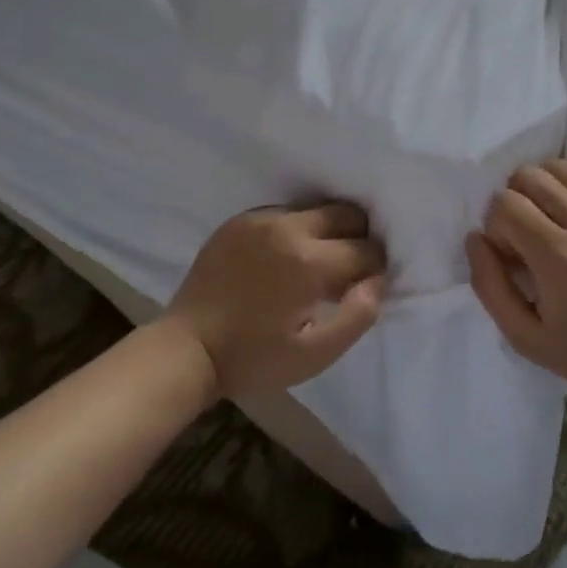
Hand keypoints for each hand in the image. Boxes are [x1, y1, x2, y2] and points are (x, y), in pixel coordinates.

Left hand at [167, 202, 387, 398]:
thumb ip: (358, 315)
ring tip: (315, 264)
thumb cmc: (254, 358)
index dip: (375, 268)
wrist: (188, 348)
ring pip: (315, 209)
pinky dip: (295, 230)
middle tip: (346, 270)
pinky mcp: (239, 220)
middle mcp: (289, 227)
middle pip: (346, 213)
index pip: (367, 248)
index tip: (364, 287)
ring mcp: (260, 219)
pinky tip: (283, 259)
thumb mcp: (315, 354)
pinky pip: (284, 213)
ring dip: (326, 232)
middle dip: (357, 238)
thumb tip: (378, 281)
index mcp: (310, 261)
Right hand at [466, 160, 566, 394]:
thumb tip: (475, 238)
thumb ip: (489, 285)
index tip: (509, 254)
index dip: (495, 225)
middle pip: (531, 176)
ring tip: (547, 216)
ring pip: (563, 167)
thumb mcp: (523, 336)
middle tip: (524, 233)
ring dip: (543, 185)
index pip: (506, 205)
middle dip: (514, 199)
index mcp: (558, 258)